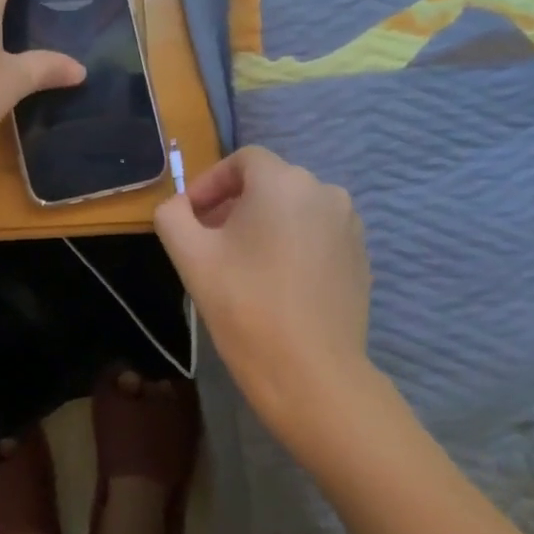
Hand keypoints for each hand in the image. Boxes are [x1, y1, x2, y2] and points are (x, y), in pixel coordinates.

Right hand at [154, 146, 376, 454]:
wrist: (310, 372)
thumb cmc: (244, 305)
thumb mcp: (189, 255)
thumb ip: (173, 214)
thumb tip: (179, 206)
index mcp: (283, 182)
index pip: (242, 161)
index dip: (210, 183)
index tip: (192, 217)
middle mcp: (324, 191)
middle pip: (269, 183)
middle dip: (234, 204)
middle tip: (209, 241)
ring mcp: (349, 225)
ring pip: (295, 209)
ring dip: (264, 223)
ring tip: (242, 263)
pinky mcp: (361, 257)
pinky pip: (317, 234)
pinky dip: (293, 243)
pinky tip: (276, 282)